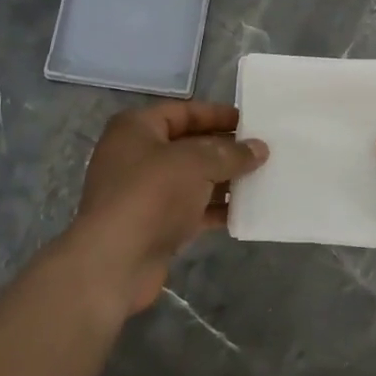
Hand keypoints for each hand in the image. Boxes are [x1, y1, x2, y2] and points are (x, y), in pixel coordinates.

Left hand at [67, 101, 267, 315]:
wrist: (114, 263)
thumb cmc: (151, 195)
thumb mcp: (195, 163)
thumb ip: (230, 153)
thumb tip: (259, 148)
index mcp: (136, 129)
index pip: (183, 112)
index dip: (216, 115)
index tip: (249, 122)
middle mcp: (137, 156)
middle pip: (188, 145)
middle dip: (224, 149)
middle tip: (262, 151)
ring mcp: (144, 193)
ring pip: (191, 179)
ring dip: (223, 180)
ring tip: (262, 179)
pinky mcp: (154, 225)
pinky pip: (190, 209)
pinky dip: (214, 209)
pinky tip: (245, 211)